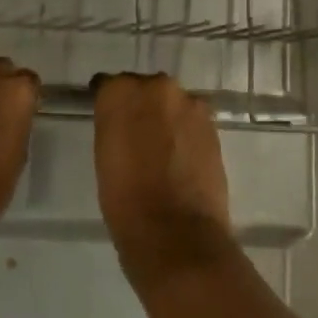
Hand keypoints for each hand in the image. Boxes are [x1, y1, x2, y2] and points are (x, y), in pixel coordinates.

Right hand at [91, 73, 233, 284]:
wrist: (174, 231)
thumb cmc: (124, 199)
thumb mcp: (104, 156)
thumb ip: (114, 126)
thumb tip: (123, 122)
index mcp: (119, 92)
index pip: (109, 85)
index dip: (109, 104)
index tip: (108, 120)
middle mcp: (156, 87)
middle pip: (145, 89)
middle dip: (141, 106)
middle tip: (136, 135)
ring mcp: (189, 104)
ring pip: (172, 104)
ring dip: (166, 118)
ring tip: (161, 148)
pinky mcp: (213, 125)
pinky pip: (192, 121)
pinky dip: (185, 132)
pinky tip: (180, 157)